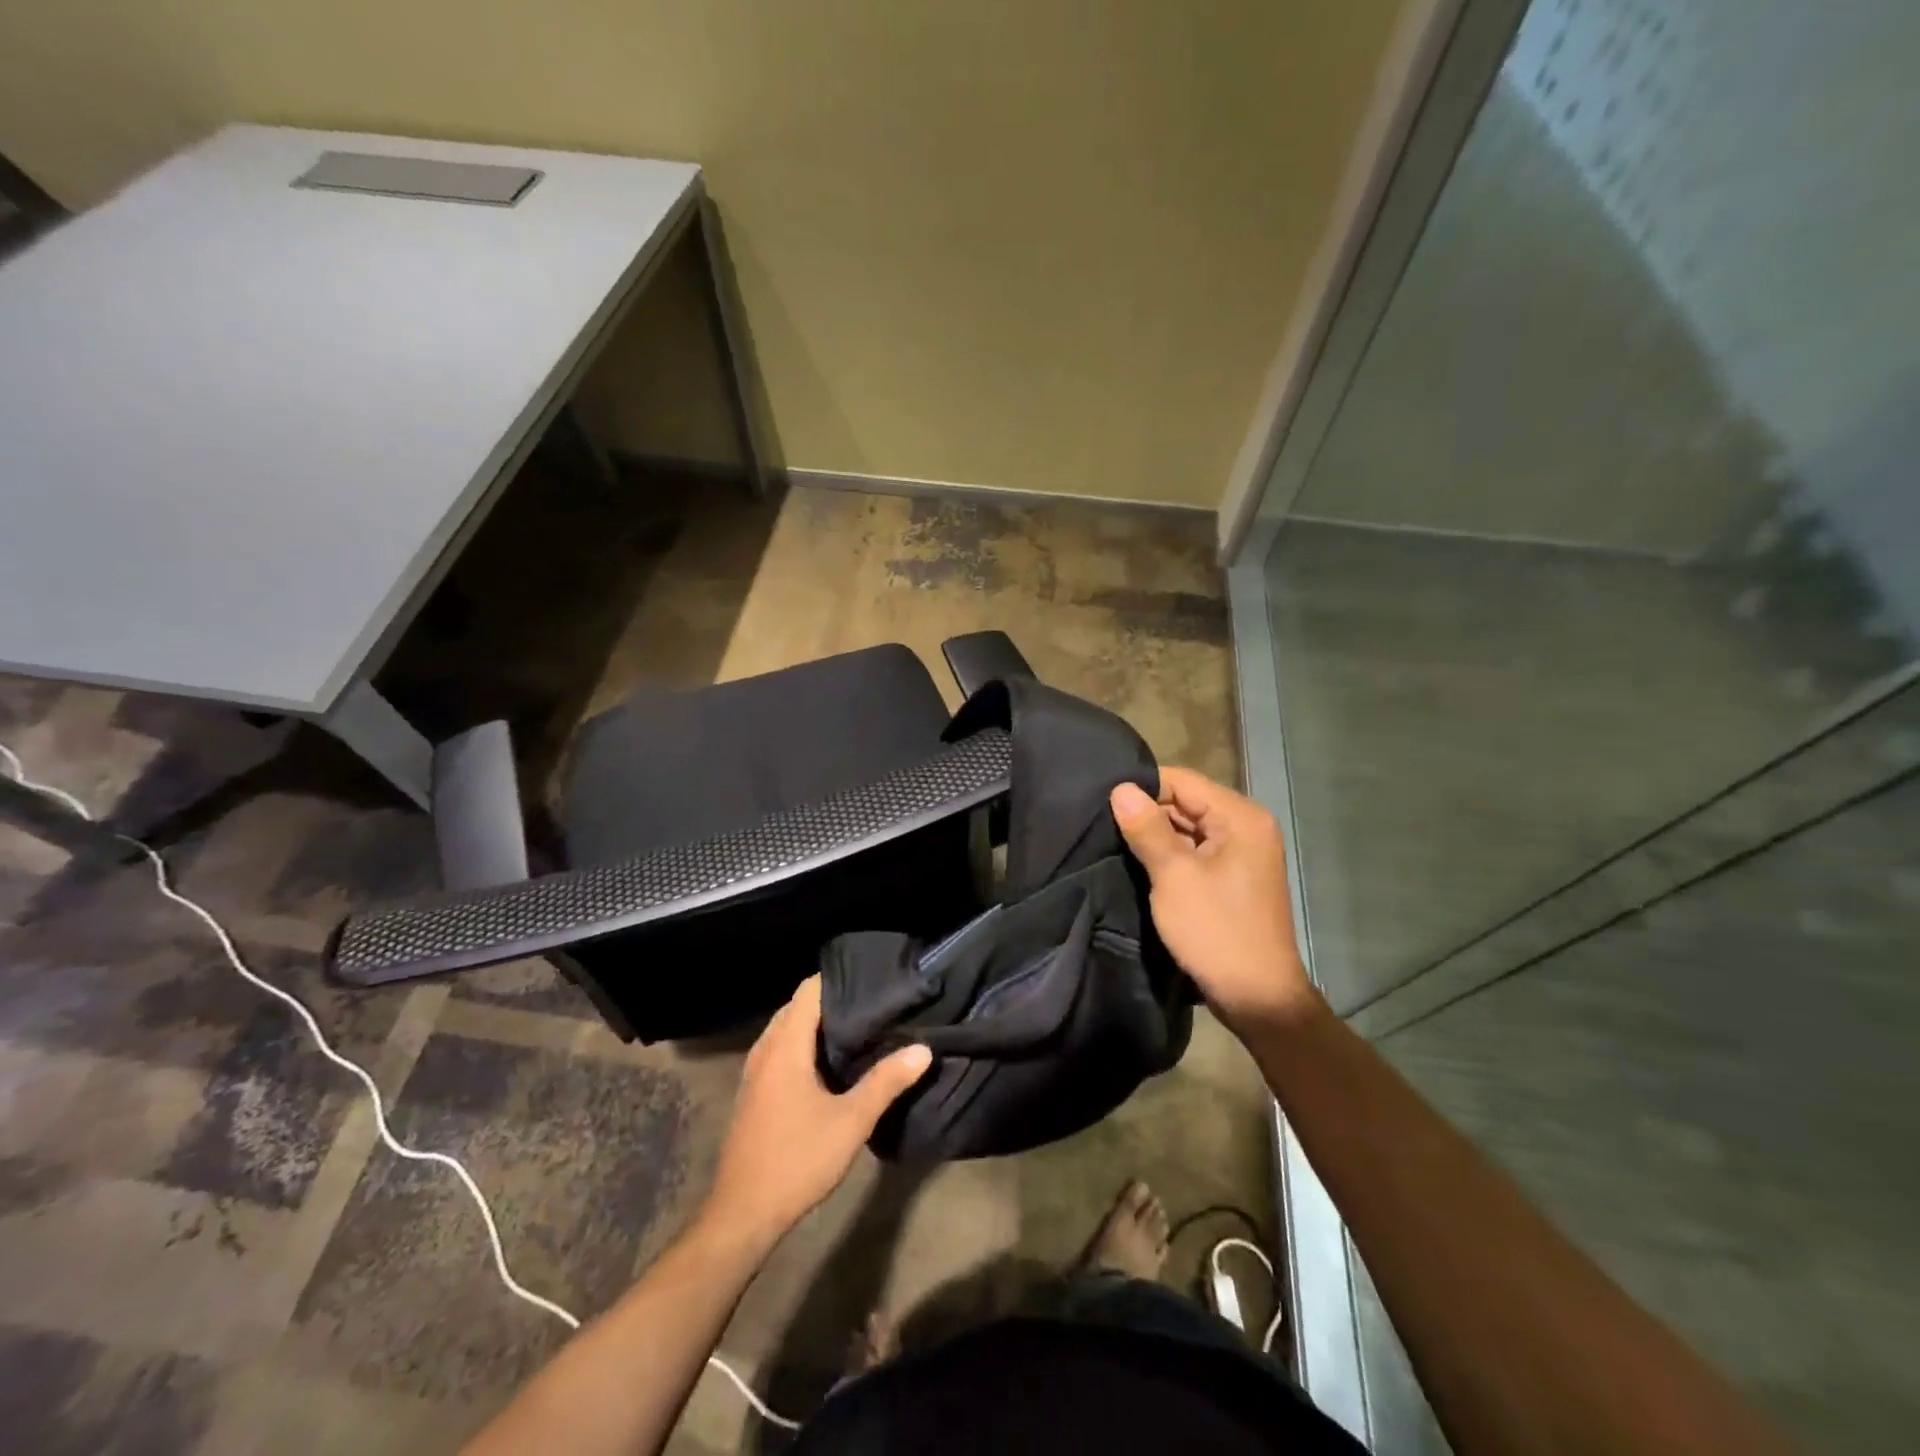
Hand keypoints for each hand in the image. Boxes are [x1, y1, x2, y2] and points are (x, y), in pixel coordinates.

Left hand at [702, 976, 931, 1250]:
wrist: (742, 1215)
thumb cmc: (797, 1160)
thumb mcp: (851, 1121)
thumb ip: (886, 1081)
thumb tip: (923, 1049)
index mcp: (785, 1046)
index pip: (809, 990)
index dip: (840, 980)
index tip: (873, 979)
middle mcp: (765, 1050)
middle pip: (798, 1007)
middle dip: (833, 1001)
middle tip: (874, 1004)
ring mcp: (755, 1072)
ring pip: (788, 1030)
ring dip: (818, 1026)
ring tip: (859, 1028)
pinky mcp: (754, 1092)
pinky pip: (781, 1051)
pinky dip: (804, 1046)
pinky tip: (831, 1064)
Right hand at [1110, 768, 1321, 1035]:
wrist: (1257, 997)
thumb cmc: (1216, 931)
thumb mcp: (1174, 876)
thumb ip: (1147, 828)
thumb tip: (1120, 788)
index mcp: (1240, 817)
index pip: (1182, 780)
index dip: (1143, 788)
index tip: (1103, 803)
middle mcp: (1246, 826)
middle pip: (1186, 802)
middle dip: (1147, 813)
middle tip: (1101, 825)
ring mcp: (1242, 853)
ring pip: (1188, 828)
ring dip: (1156, 837)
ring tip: (1113, 843)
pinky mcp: (1233, 876)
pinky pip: (1195, 851)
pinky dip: (1170, 856)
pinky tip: (1139, 864)